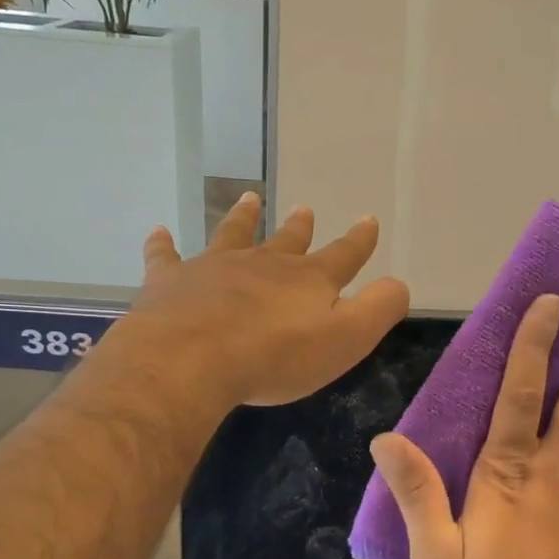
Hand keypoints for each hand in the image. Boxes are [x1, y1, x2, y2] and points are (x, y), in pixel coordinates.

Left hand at [122, 192, 409, 408]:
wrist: (192, 358)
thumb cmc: (276, 355)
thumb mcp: (346, 339)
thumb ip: (379, 309)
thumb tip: (399, 284)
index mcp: (308, 279)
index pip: (343, 255)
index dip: (359, 240)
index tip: (368, 220)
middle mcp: (264, 264)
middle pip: (287, 240)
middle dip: (300, 227)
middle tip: (304, 209)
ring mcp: (215, 267)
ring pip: (233, 234)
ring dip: (243, 218)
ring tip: (250, 199)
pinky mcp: (171, 281)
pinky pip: (166, 256)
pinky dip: (163, 244)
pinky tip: (159, 231)